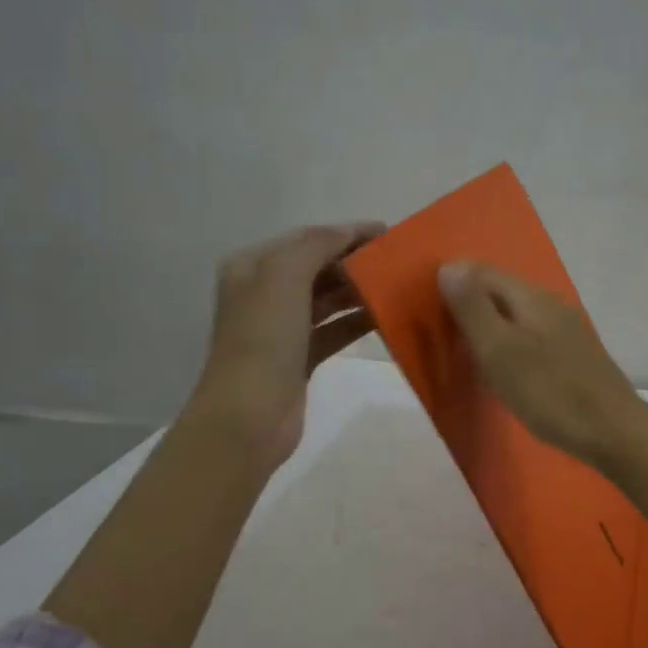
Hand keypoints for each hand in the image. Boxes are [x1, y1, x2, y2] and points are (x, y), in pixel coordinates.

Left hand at [188, 222, 383, 469]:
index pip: (307, 239)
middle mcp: (264, 293)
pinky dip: (356, 322)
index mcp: (252, 267)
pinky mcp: (300, 358)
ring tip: (397, 287)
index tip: (390, 234)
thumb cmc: (263, 340)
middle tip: (398, 262)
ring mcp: (282, 328)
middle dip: (355, 262)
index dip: (346, 233)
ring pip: (327, 300)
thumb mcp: (284, 278)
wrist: (249, 416)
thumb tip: (349, 232)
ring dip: (359, 292)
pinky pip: (334, 331)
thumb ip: (317, 246)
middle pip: (318, 268)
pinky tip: (385, 318)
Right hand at [438, 261, 647, 470]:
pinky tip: (503, 370)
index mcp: (533, 297)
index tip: (426, 307)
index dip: (454, 281)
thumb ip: (474, 308)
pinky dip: (509, 346)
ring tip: (466, 353)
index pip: (484, 271)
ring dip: (490, 327)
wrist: (613, 431)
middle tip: (441, 333)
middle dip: (470, 304)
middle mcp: (552, 304)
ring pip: (517, 316)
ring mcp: (567, 330)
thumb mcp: (500, 350)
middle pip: (502, 291)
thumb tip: (449, 266)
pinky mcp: (574, 356)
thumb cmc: (550, 392)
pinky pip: (531, 337)